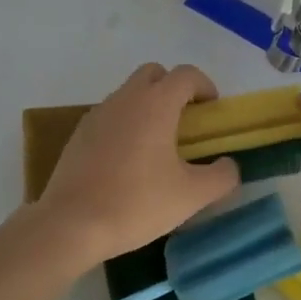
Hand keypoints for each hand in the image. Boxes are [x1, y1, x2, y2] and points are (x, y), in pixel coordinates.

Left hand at [33, 64, 240, 266]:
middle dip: (173, 89)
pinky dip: (125, 126)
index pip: (186, 75)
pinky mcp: (78, 135)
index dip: (205, 87)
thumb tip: (229, 165)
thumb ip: (222, 176)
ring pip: (128, 95)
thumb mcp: (192, 196)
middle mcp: (125, 99)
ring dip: (148, 107)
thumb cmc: (137, 203)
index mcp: (155, 104)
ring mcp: (97, 114)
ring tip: (158, 147)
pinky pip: (110, 117)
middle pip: (154, 74)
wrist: (71, 224)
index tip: (212, 112)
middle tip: (185, 124)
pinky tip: (128, 162)